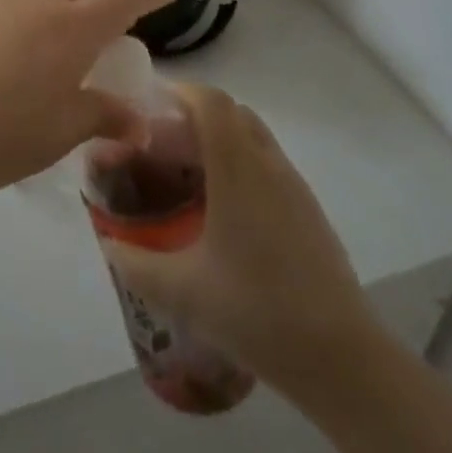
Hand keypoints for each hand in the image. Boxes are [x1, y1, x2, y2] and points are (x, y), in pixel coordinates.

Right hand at [99, 83, 381, 389]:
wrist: (343, 360)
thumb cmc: (256, 312)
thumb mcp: (180, 291)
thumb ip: (134, 262)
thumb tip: (108, 242)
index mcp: (237, 168)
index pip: (210, 101)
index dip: (178, 92)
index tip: (147, 108)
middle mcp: (268, 164)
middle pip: (231, 112)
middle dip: (193, 116)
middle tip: (160, 145)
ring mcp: (294, 187)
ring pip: (252, 137)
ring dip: (218, 141)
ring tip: (185, 176)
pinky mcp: (308, 211)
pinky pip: (267, 165)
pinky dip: (239, 165)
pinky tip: (220, 211)